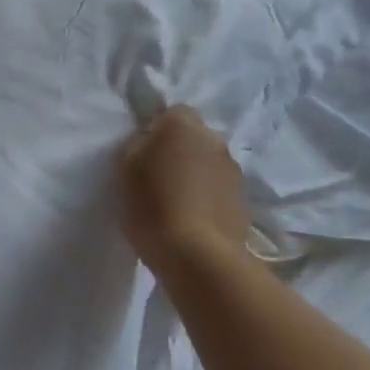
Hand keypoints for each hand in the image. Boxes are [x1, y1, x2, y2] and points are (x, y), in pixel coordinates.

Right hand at [118, 106, 250, 271]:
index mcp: (184, 125)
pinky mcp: (244, 201)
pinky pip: (219, 190)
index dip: (156, 132)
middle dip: (179, 152)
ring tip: (177, 204)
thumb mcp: (125, 167)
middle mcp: (214, 139)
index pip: (171, 113)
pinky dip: (208, 199)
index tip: (143, 157)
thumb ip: (139, 144)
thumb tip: (152, 140)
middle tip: (159, 179)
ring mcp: (234, 170)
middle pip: (193, 138)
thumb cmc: (153, 205)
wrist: (198, 257)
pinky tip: (193, 221)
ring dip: (195, 176)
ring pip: (208, 164)